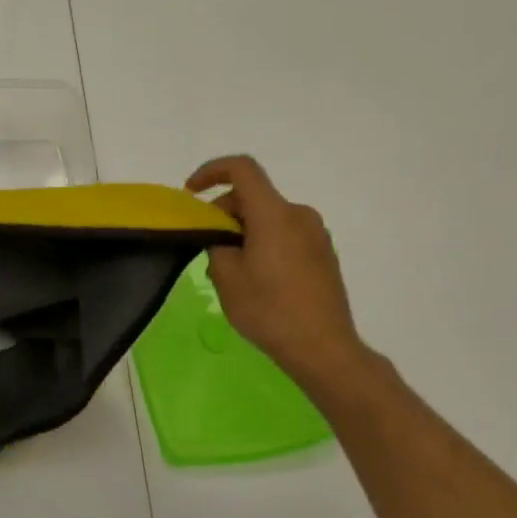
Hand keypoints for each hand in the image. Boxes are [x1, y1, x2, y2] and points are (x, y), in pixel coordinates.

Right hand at [186, 156, 375, 389]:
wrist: (324, 349)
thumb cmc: (270, 310)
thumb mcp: (226, 277)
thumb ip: (217, 245)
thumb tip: (225, 239)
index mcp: (274, 213)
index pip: (242, 169)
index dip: (211, 171)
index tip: (192, 193)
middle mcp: (299, 215)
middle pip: (254, 196)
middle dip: (225, 211)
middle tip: (208, 245)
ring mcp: (316, 234)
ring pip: (269, 217)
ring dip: (245, 230)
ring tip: (231, 267)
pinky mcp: (324, 254)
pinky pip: (286, 234)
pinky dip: (264, 242)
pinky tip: (257, 278)